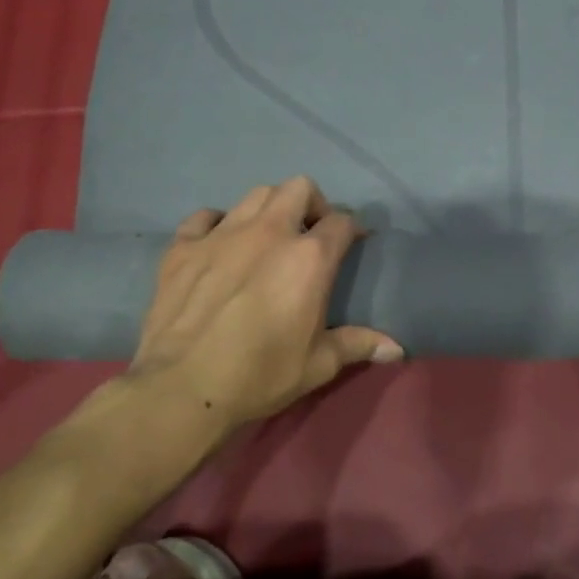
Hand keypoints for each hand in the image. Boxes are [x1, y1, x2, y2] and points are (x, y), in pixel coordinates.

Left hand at [64, 178, 402, 485]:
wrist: (182, 389)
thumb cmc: (261, 375)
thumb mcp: (319, 364)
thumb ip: (359, 344)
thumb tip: (397, 349)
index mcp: (309, 257)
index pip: (341, 221)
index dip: (351, 230)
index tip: (351, 245)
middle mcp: (270, 232)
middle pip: (299, 188)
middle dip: (312, 204)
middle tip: (309, 235)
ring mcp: (222, 234)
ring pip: (255, 195)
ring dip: (269, 209)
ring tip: (268, 237)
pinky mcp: (183, 247)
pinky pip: (204, 217)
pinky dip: (217, 224)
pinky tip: (219, 245)